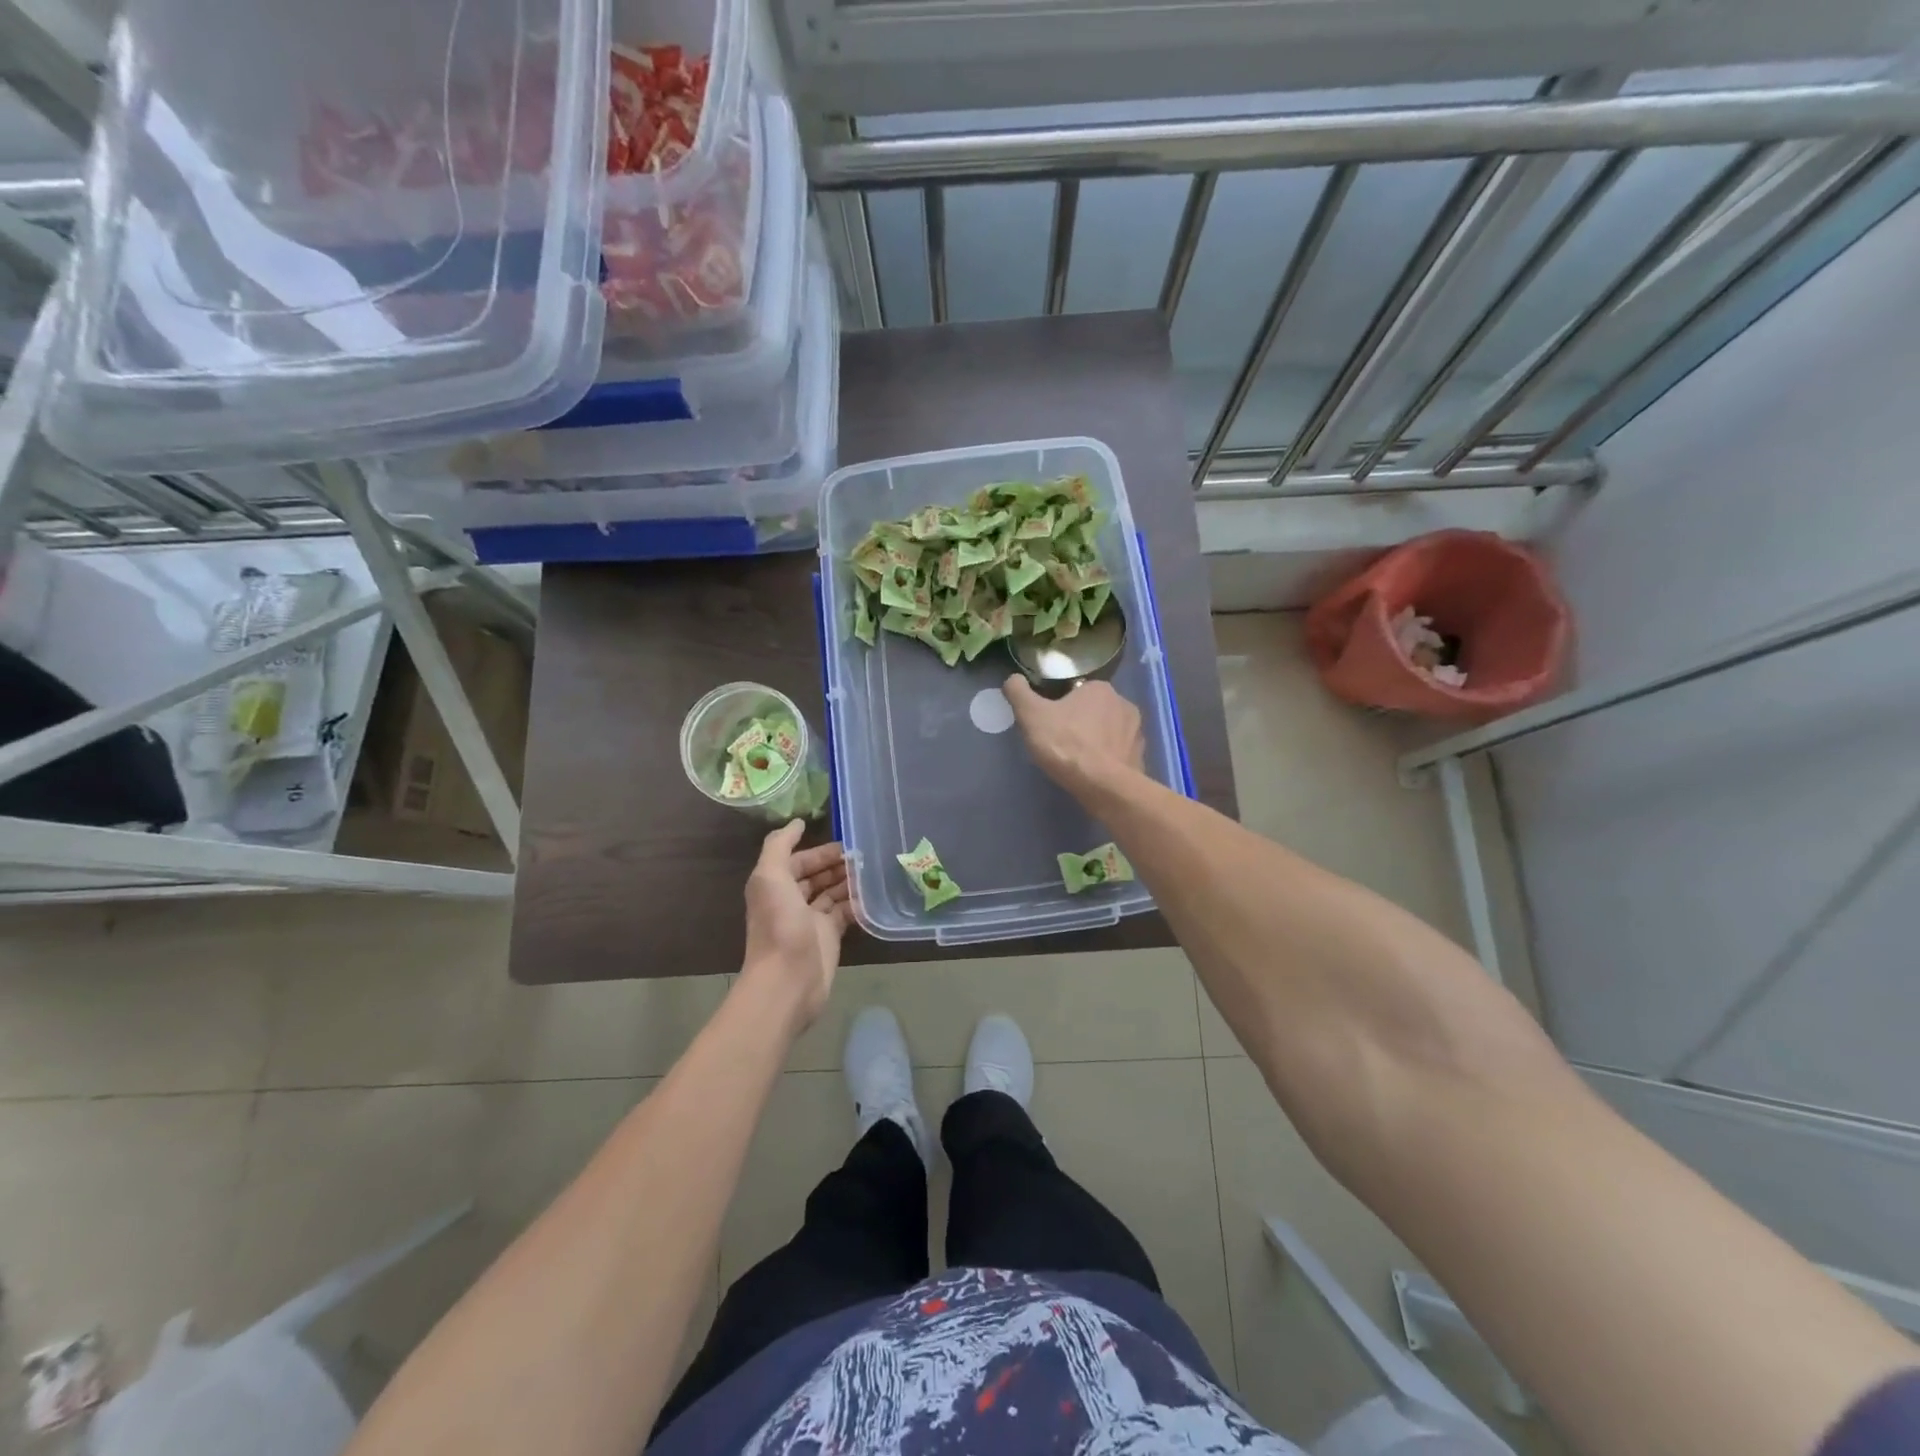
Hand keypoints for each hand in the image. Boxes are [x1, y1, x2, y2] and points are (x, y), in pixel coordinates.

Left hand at [740, 821, 851, 1030]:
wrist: (788, 980)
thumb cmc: (779, 925)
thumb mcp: (770, 877)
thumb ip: (779, 846)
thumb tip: (797, 823)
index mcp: (774, 885)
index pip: (797, 861)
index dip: (817, 851)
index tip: (845, 843)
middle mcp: (790, 901)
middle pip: (815, 876)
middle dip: (836, 864)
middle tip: (864, 856)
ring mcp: (810, 921)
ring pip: (831, 893)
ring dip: (848, 881)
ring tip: (872, 870)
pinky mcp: (829, 938)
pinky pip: (844, 913)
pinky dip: (857, 903)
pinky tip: (873, 894)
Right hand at [1004, 676, 1144, 799]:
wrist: (1104, 786)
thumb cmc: (1066, 744)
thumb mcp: (1031, 716)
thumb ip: (1018, 692)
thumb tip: (1012, 678)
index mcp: (1099, 688)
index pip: (1076, 690)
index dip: (1060, 705)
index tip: (1049, 723)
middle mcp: (1124, 703)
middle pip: (1093, 710)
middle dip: (1080, 722)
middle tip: (1060, 742)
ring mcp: (1137, 731)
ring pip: (1109, 730)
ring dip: (1096, 740)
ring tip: (1077, 760)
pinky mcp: (1140, 756)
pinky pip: (1119, 752)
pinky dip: (1108, 758)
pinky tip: (1094, 772)